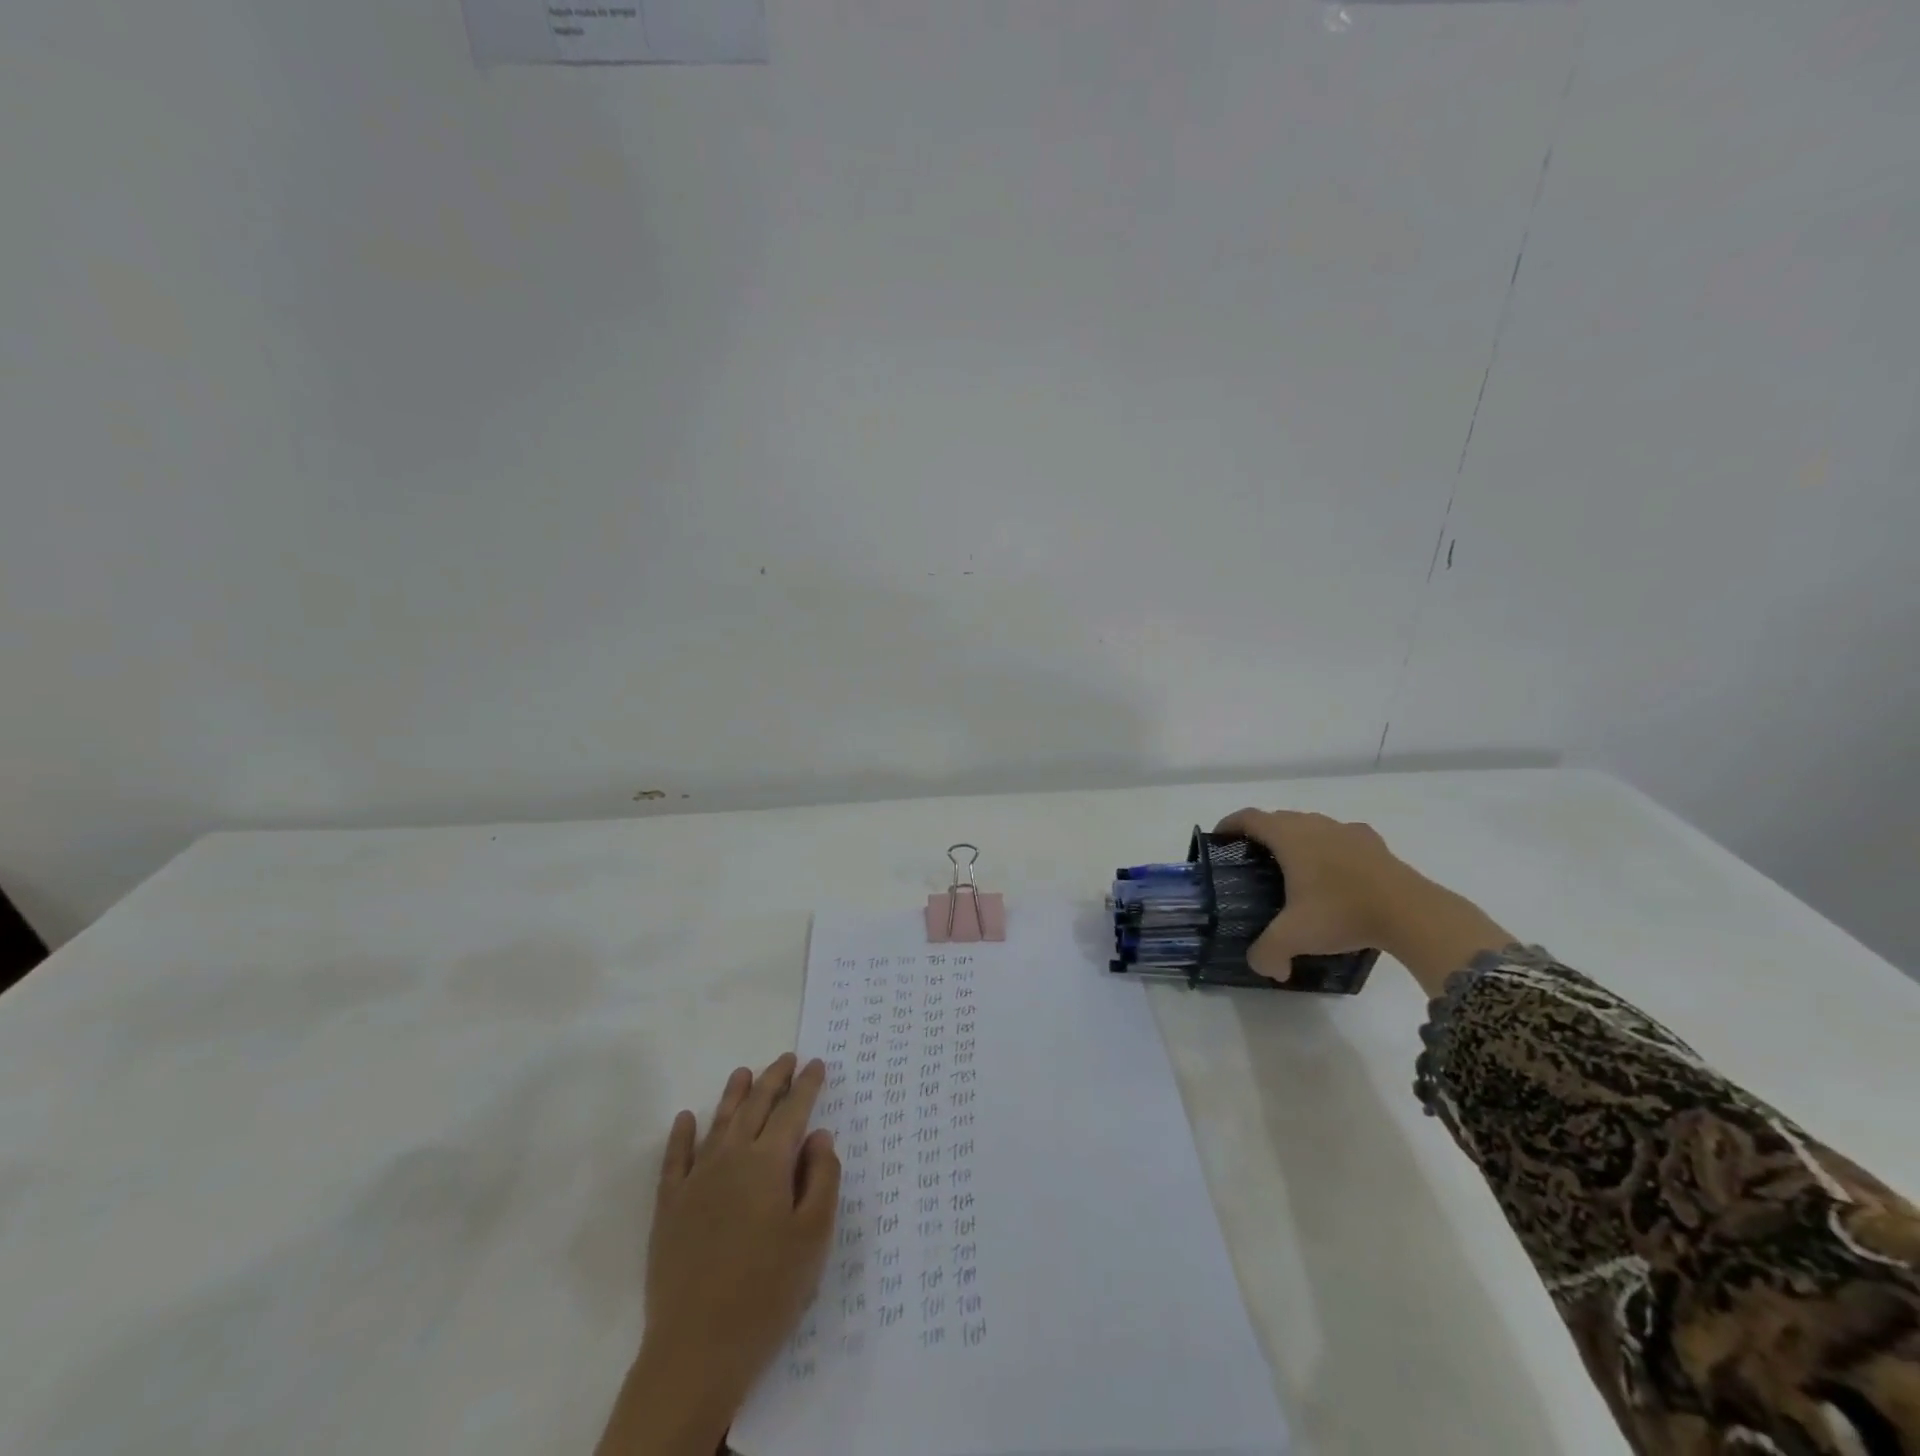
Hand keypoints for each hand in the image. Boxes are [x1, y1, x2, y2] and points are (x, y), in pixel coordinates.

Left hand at [597, 1054, 840, 1455]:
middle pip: (755, 1107)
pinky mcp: (669, 1207)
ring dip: (733, 1094)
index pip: (793, 1111)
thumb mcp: (813, 1237)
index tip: (817, 1064)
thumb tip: (819, 1136)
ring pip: (718, 1123)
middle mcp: (731, 1158)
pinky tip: (685, 1118)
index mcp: (769, 1163)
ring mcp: (696, 1180)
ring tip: (744, 1072)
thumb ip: (821, 1179)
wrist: (697, 1348)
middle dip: (774, 1079)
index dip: (807, 1086)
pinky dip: (681, 1135)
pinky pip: (674, 1159)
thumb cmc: (768, 1291)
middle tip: (787, 1058)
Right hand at [1215, 809, 1510, 996]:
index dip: (1230, 824)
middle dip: (1262, 834)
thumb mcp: (1295, 937)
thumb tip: (1266, 969)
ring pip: (1311, 825)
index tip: (1219, 837)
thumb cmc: (1342, 913)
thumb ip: (1268, 952)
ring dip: (1297, 839)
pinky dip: (1330, 848)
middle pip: (1279, 819)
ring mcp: (1348, 832)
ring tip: (1294, 868)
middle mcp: (1315, 825)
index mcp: (1289, 837)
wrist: (1412, 913)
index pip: (1249, 818)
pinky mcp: (1375, 844)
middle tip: (1253, 861)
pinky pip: (1341, 838)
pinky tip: (1336, 873)